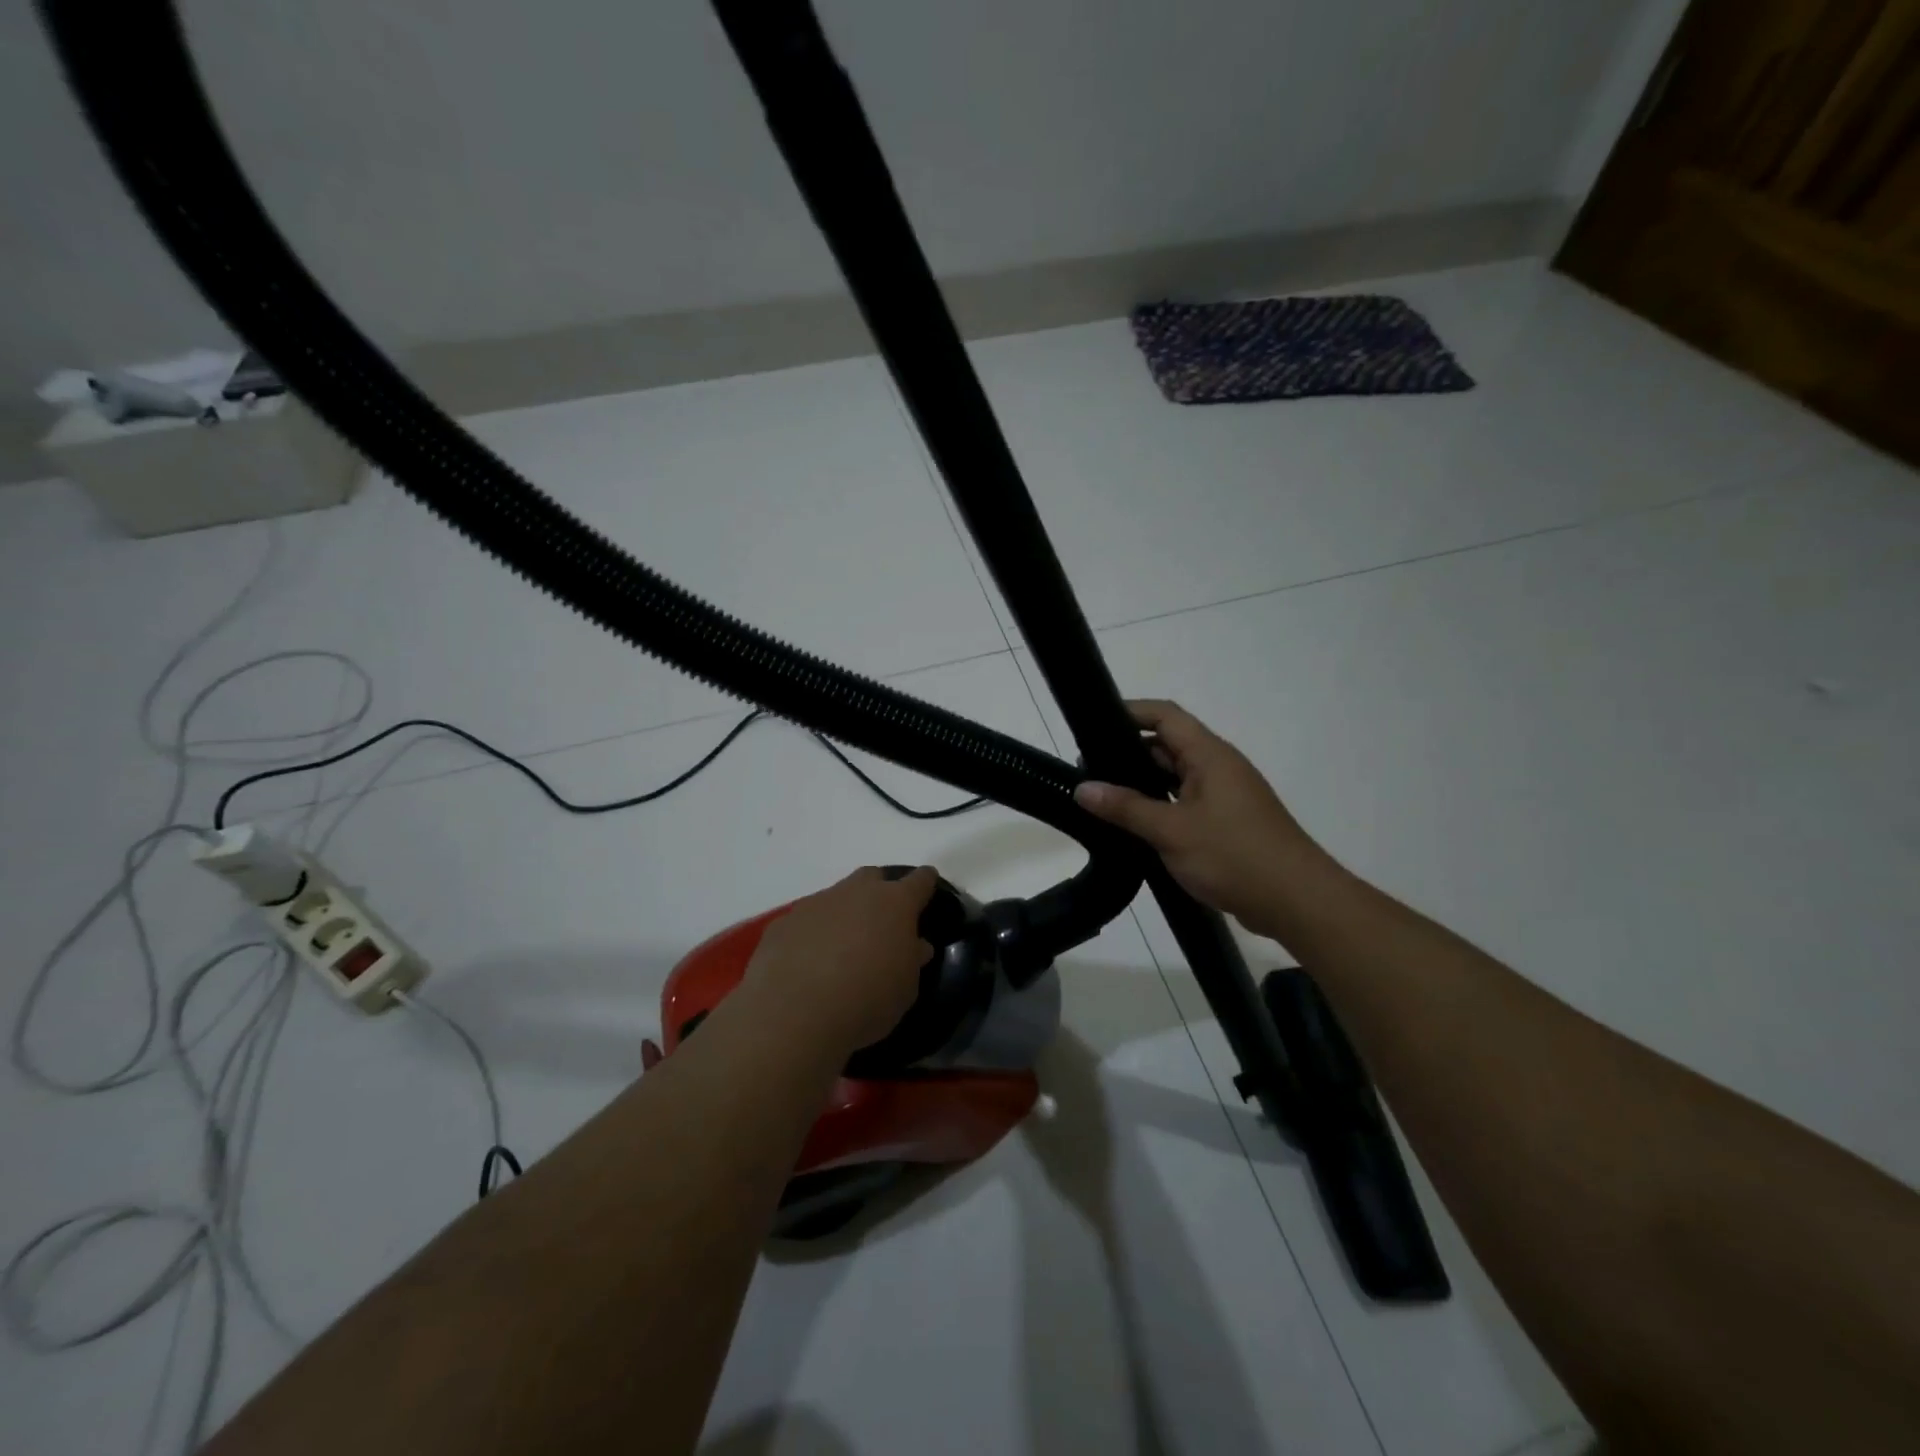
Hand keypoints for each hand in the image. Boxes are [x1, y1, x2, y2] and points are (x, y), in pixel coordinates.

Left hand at [740, 866, 937, 1054]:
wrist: (795, 1014)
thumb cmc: (867, 1001)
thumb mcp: (905, 988)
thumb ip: (912, 960)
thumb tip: (915, 944)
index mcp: (895, 904)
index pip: (919, 881)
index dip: (925, 882)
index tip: (928, 885)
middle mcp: (856, 893)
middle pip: (872, 877)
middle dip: (879, 892)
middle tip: (881, 922)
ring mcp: (816, 903)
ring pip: (836, 897)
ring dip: (842, 914)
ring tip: (841, 948)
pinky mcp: (784, 922)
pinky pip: (805, 921)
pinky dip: (811, 934)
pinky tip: (807, 963)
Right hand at [1074, 700, 1334, 938]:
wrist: (1297, 902)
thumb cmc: (1234, 855)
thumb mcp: (1172, 831)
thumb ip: (1126, 808)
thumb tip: (1082, 788)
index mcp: (1209, 756)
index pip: (1165, 716)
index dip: (1130, 711)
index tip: (1093, 722)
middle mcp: (1218, 768)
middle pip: (1168, 745)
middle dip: (1128, 752)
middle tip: (1086, 768)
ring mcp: (1224, 797)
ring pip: (1175, 778)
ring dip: (1142, 784)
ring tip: (1101, 797)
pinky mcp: (1226, 824)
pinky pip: (1185, 803)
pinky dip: (1159, 807)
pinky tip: (1133, 827)